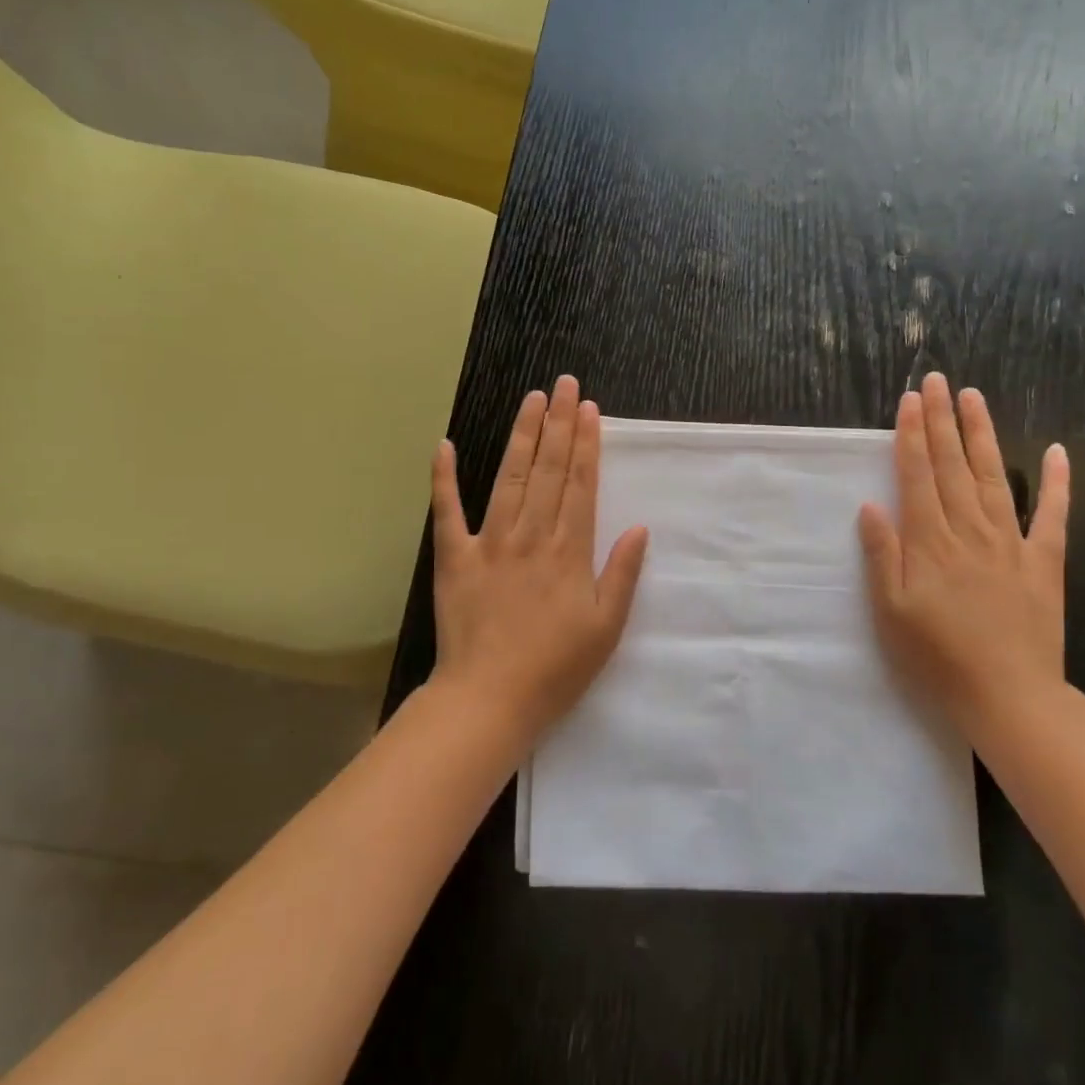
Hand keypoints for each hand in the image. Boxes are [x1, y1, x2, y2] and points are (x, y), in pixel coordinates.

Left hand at [429, 375, 649, 746]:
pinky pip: (447, 512)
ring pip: (509, 478)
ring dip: (522, 436)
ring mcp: (489, 544)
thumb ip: (623, 575)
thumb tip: (640, 528)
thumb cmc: (555, 669)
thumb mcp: (606, 628)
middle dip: (559, 424)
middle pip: (549, 470)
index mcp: (569, 551)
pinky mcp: (453, 559)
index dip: (587, 444)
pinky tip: (444, 445)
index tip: (589, 409)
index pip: (581, 484)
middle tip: (564, 384)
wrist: (488, 700)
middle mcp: (530, 536)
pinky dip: (444, 479)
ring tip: (532, 400)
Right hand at [857, 373, 1069, 743]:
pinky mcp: (1045, 562)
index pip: (918, 475)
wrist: (1009, 697)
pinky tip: (1057, 451)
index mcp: (930, 542)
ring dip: (982, 434)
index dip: (912, 435)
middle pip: (952, 465)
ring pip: (992, 477)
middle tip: (937, 380)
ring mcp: (1011, 543)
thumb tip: (872, 506)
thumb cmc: (938, 658)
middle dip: (942, 419)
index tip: (909, 400)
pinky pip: (1053, 516)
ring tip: (973, 397)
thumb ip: (883, 556)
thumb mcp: (891, 612)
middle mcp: (970, 530)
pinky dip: (1057, 482)